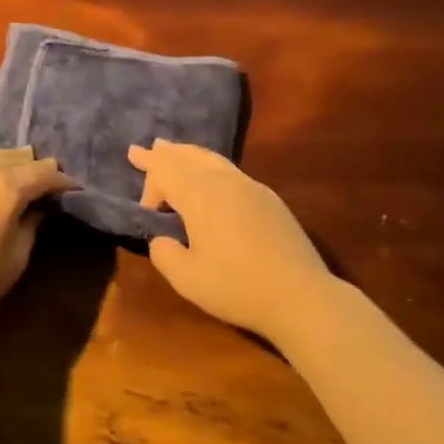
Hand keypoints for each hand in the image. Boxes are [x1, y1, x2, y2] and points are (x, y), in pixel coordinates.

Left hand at [0, 145, 75, 329]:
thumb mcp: (15, 260)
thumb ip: (31, 226)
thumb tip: (36, 208)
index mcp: (8, 187)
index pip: (44, 172)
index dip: (61, 181)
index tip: (69, 189)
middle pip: (16, 155)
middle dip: (32, 168)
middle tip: (39, 184)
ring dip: (2, 162)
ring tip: (6, 177)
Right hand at [127, 140, 338, 343]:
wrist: (300, 295)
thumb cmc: (237, 288)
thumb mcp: (187, 279)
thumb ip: (165, 254)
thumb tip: (162, 239)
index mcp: (201, 196)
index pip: (166, 171)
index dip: (148, 177)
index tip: (143, 207)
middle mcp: (225, 182)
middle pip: (189, 157)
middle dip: (165, 154)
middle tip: (146, 148)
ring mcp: (252, 187)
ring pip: (213, 159)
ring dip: (189, 154)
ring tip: (174, 150)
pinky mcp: (270, 199)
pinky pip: (231, 171)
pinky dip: (210, 166)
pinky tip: (212, 177)